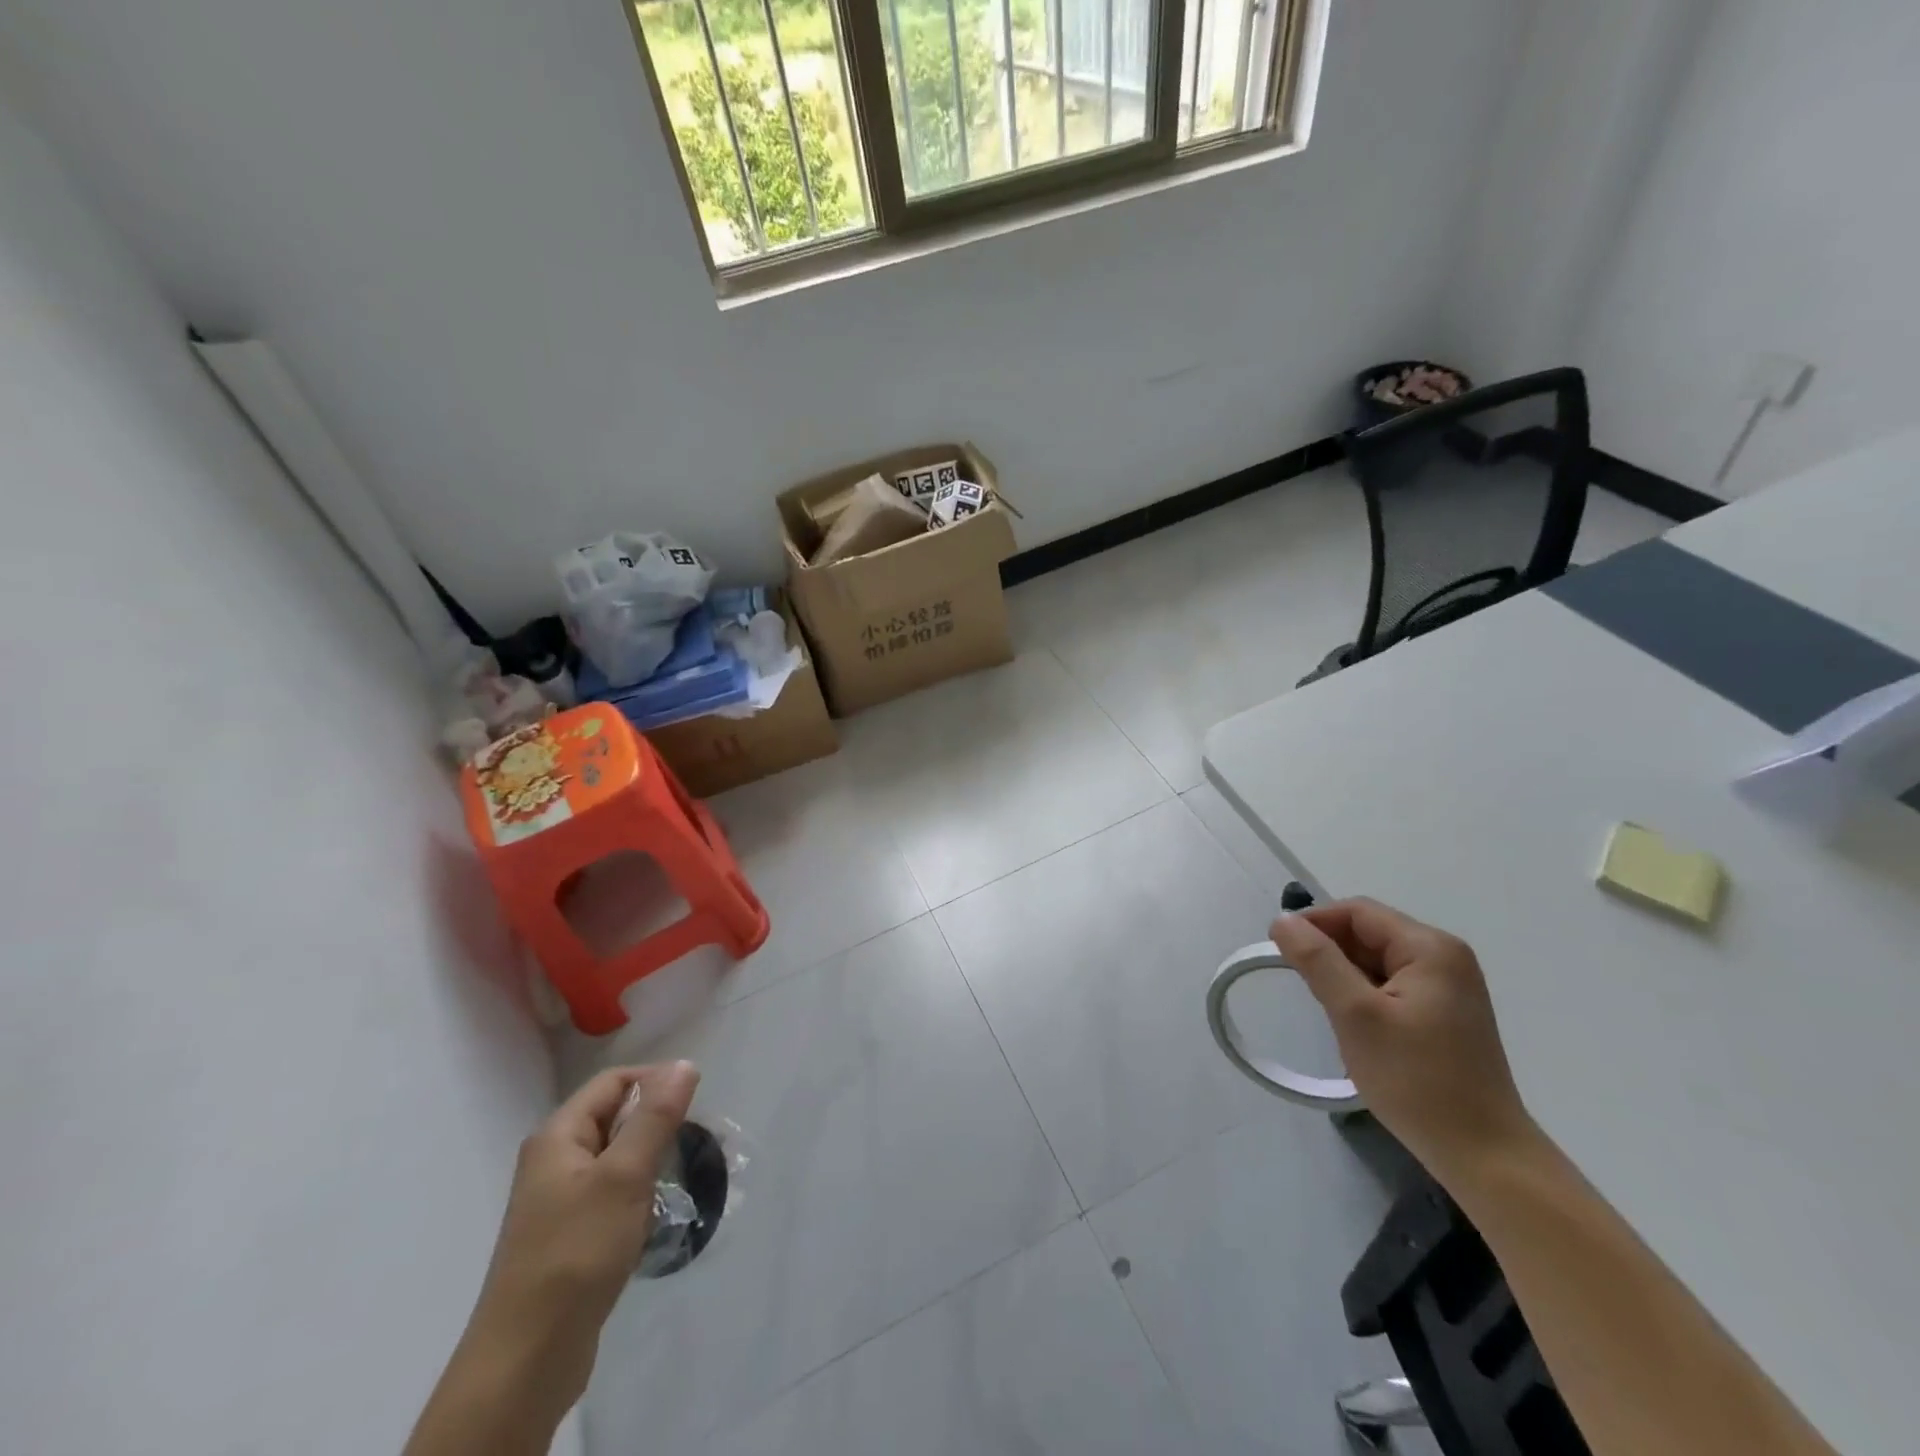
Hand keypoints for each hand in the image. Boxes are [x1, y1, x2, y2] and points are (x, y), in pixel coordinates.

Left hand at [473, 1063, 698, 1404]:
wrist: (525, 1361)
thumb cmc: (576, 1252)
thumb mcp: (624, 1176)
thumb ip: (656, 1117)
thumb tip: (684, 1064)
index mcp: (557, 1136)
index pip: (613, 1081)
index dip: (655, 1079)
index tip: (696, 1099)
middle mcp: (554, 1160)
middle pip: (614, 1116)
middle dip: (656, 1120)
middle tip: (694, 1138)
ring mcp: (558, 1201)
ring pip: (616, 1157)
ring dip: (649, 1158)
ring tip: (680, 1174)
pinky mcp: (569, 1236)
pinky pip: (611, 1193)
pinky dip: (637, 1193)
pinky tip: (655, 1214)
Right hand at [1269, 899, 1537, 1183]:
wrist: (1484, 1156)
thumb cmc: (1417, 1080)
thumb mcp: (1356, 1015)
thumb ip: (1318, 961)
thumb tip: (1283, 920)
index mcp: (1430, 948)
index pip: (1358, 912)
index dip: (1314, 923)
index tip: (1278, 950)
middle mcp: (1444, 957)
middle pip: (1369, 933)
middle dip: (1329, 951)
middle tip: (1300, 984)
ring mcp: (1448, 987)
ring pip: (1377, 960)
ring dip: (1344, 975)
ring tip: (1326, 1008)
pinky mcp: (1445, 1013)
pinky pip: (1391, 985)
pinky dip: (1364, 995)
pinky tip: (1353, 1025)